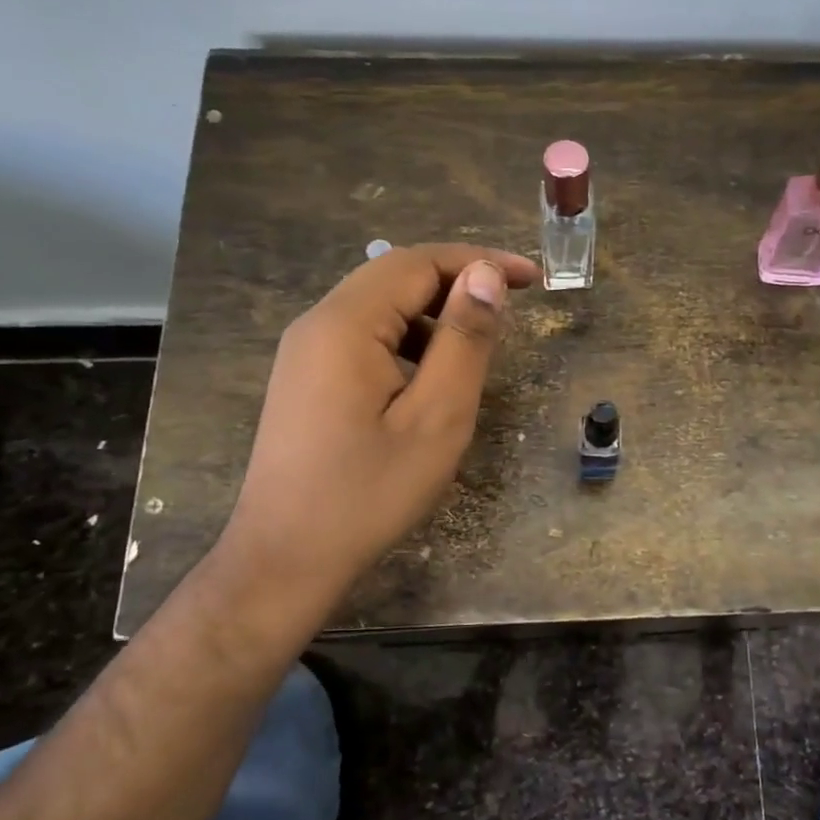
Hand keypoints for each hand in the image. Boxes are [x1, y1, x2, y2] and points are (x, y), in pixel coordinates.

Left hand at [213, 243, 538, 614]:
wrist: (285, 559)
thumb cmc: (369, 492)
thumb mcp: (436, 417)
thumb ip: (464, 340)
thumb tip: (486, 276)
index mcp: (345, 324)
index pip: (418, 263)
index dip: (479, 261)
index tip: (534, 278)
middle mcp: (318, 324)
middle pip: (395, 276)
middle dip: (458, 280)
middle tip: (514, 304)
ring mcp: (306, 352)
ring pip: (380, 306)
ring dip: (434, 311)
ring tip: (480, 342)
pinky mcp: (307, 379)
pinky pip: (364, 336)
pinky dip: (408, 339)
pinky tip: (433, 375)